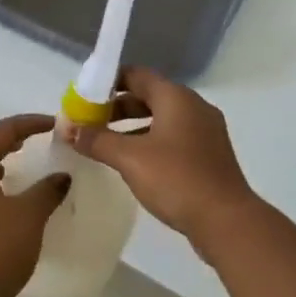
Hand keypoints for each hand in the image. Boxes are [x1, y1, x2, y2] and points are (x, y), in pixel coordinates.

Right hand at [71, 68, 258, 249]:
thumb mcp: (130, 159)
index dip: (108, 81)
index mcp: (176, 97)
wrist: (227, 221)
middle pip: (148, 96)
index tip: (85, 96)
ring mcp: (205, 131)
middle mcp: (193, 107)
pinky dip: (150, 141)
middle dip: (117, 107)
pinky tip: (134, 162)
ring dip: (132, 127)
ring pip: (161, 118)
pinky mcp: (209, 154)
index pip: (137, 74)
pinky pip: (173, 137)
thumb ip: (97, 140)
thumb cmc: (177, 179)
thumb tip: (68, 128)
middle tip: (89, 121)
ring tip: (105, 143)